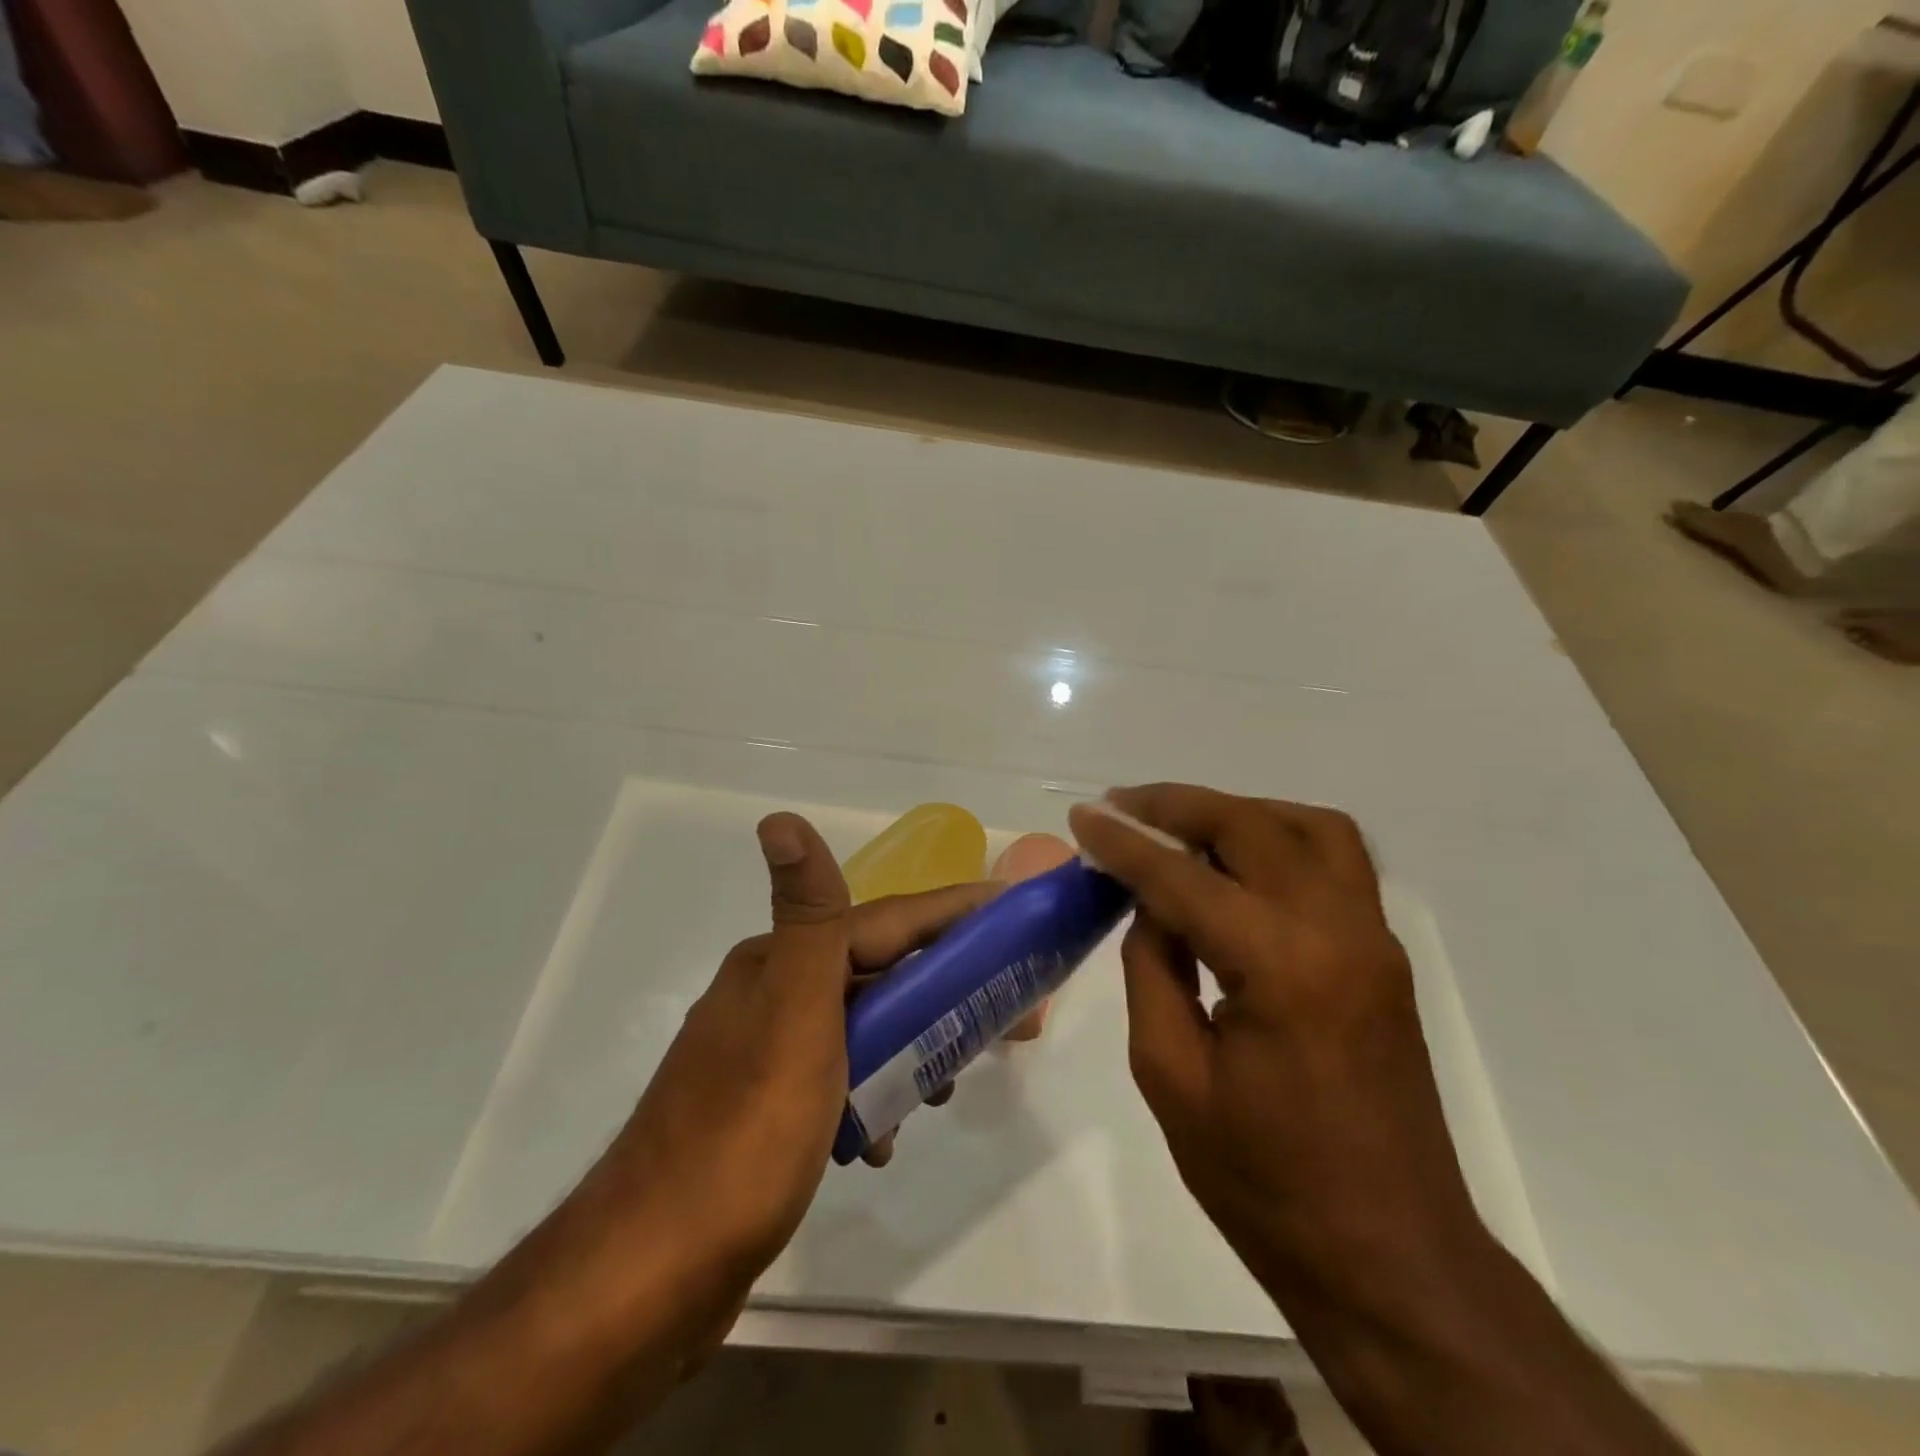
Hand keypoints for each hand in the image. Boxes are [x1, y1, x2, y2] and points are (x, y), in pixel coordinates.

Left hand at [581, 813, 997, 1342]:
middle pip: (879, 975)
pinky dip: (871, 1096)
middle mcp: (769, 995)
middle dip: (945, 991)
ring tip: (945, 1089)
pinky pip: (838, 1081)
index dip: (954, 915)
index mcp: (778, 964)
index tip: (1013, 912)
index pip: (886, 922)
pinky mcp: (762, 1112)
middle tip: (1008, 1018)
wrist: (649, 1275)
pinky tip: (883, 1140)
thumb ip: (806, 917)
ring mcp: (762, 1056)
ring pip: (862, 1030)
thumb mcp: (792, 1016)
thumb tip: (779, 817)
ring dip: (910, 1048)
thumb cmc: (744, 1135)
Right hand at [1066, 786, 1483, 1317]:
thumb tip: (1150, 905)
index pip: (1183, 878)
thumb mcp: (1171, 1077)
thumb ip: (1152, 971)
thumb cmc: (1265, 1184)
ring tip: (1180, 825)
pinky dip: (1279, 837)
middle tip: (1122, 807)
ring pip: (1309, 827)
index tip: (1082, 817)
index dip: (1124, 842)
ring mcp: (1373, 939)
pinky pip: (1335, 861)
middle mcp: (1338, 932)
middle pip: (1252, 827)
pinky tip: (1236, 862)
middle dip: (1177, 805)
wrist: (1391, 1259)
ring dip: (1238, 812)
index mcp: (1280, 968)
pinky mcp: (1384, 955)